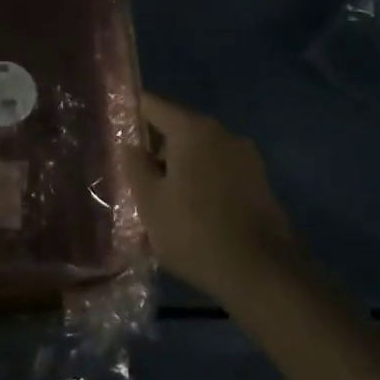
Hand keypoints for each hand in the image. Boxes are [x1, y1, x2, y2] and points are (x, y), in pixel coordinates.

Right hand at [125, 93, 306, 307]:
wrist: (263, 273)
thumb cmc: (195, 232)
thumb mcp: (151, 203)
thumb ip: (135, 167)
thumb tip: (130, 146)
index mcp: (191, 129)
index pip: (153, 105)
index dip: (132, 113)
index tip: (115, 127)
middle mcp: (220, 133)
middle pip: (178, 129)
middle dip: (156, 149)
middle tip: (137, 176)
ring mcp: (244, 156)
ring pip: (200, 152)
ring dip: (181, 168)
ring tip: (164, 201)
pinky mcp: (259, 182)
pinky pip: (219, 171)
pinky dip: (203, 182)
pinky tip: (193, 213)